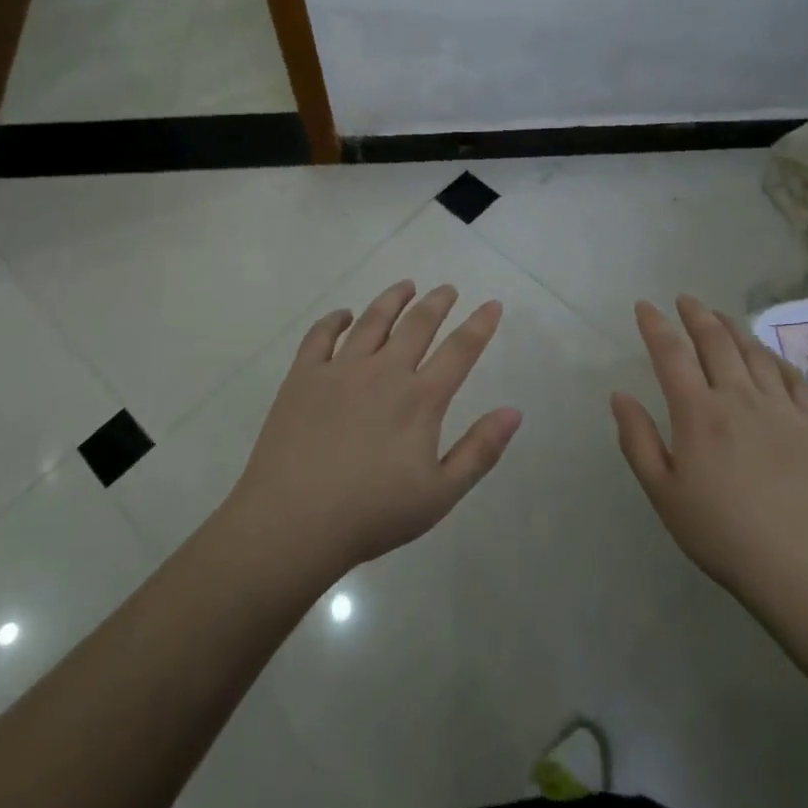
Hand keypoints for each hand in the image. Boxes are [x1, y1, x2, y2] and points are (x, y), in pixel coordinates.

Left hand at [226, 280, 521, 579]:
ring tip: (406, 286)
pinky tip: (343, 315)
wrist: (293, 522)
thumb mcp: (439, 494)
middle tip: (447, 288)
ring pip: (372, 321)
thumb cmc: (372, 514)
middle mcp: (383, 372)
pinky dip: (334, 319)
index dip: (480, 325)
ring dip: (392, 299)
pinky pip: (320, 335)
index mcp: (420, 399)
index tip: (492, 304)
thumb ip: (479, 451)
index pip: (459, 350)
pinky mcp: (303, 376)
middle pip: (417, 324)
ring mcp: (340, 370)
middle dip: (437, 303)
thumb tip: (514, 411)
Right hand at [611, 295, 807, 613]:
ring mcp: (782, 409)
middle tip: (684, 299)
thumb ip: (638, 441)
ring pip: (754, 353)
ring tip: (720, 316)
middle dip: (696, 315)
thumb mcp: (664, 495)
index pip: (672, 354)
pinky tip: (768, 356)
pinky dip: (775, 358)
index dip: (656, 326)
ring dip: (733, 328)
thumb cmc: (725, 536)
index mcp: (699, 413)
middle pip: (716, 342)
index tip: (645, 306)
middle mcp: (739, 398)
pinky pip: (793, 378)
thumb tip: (620, 396)